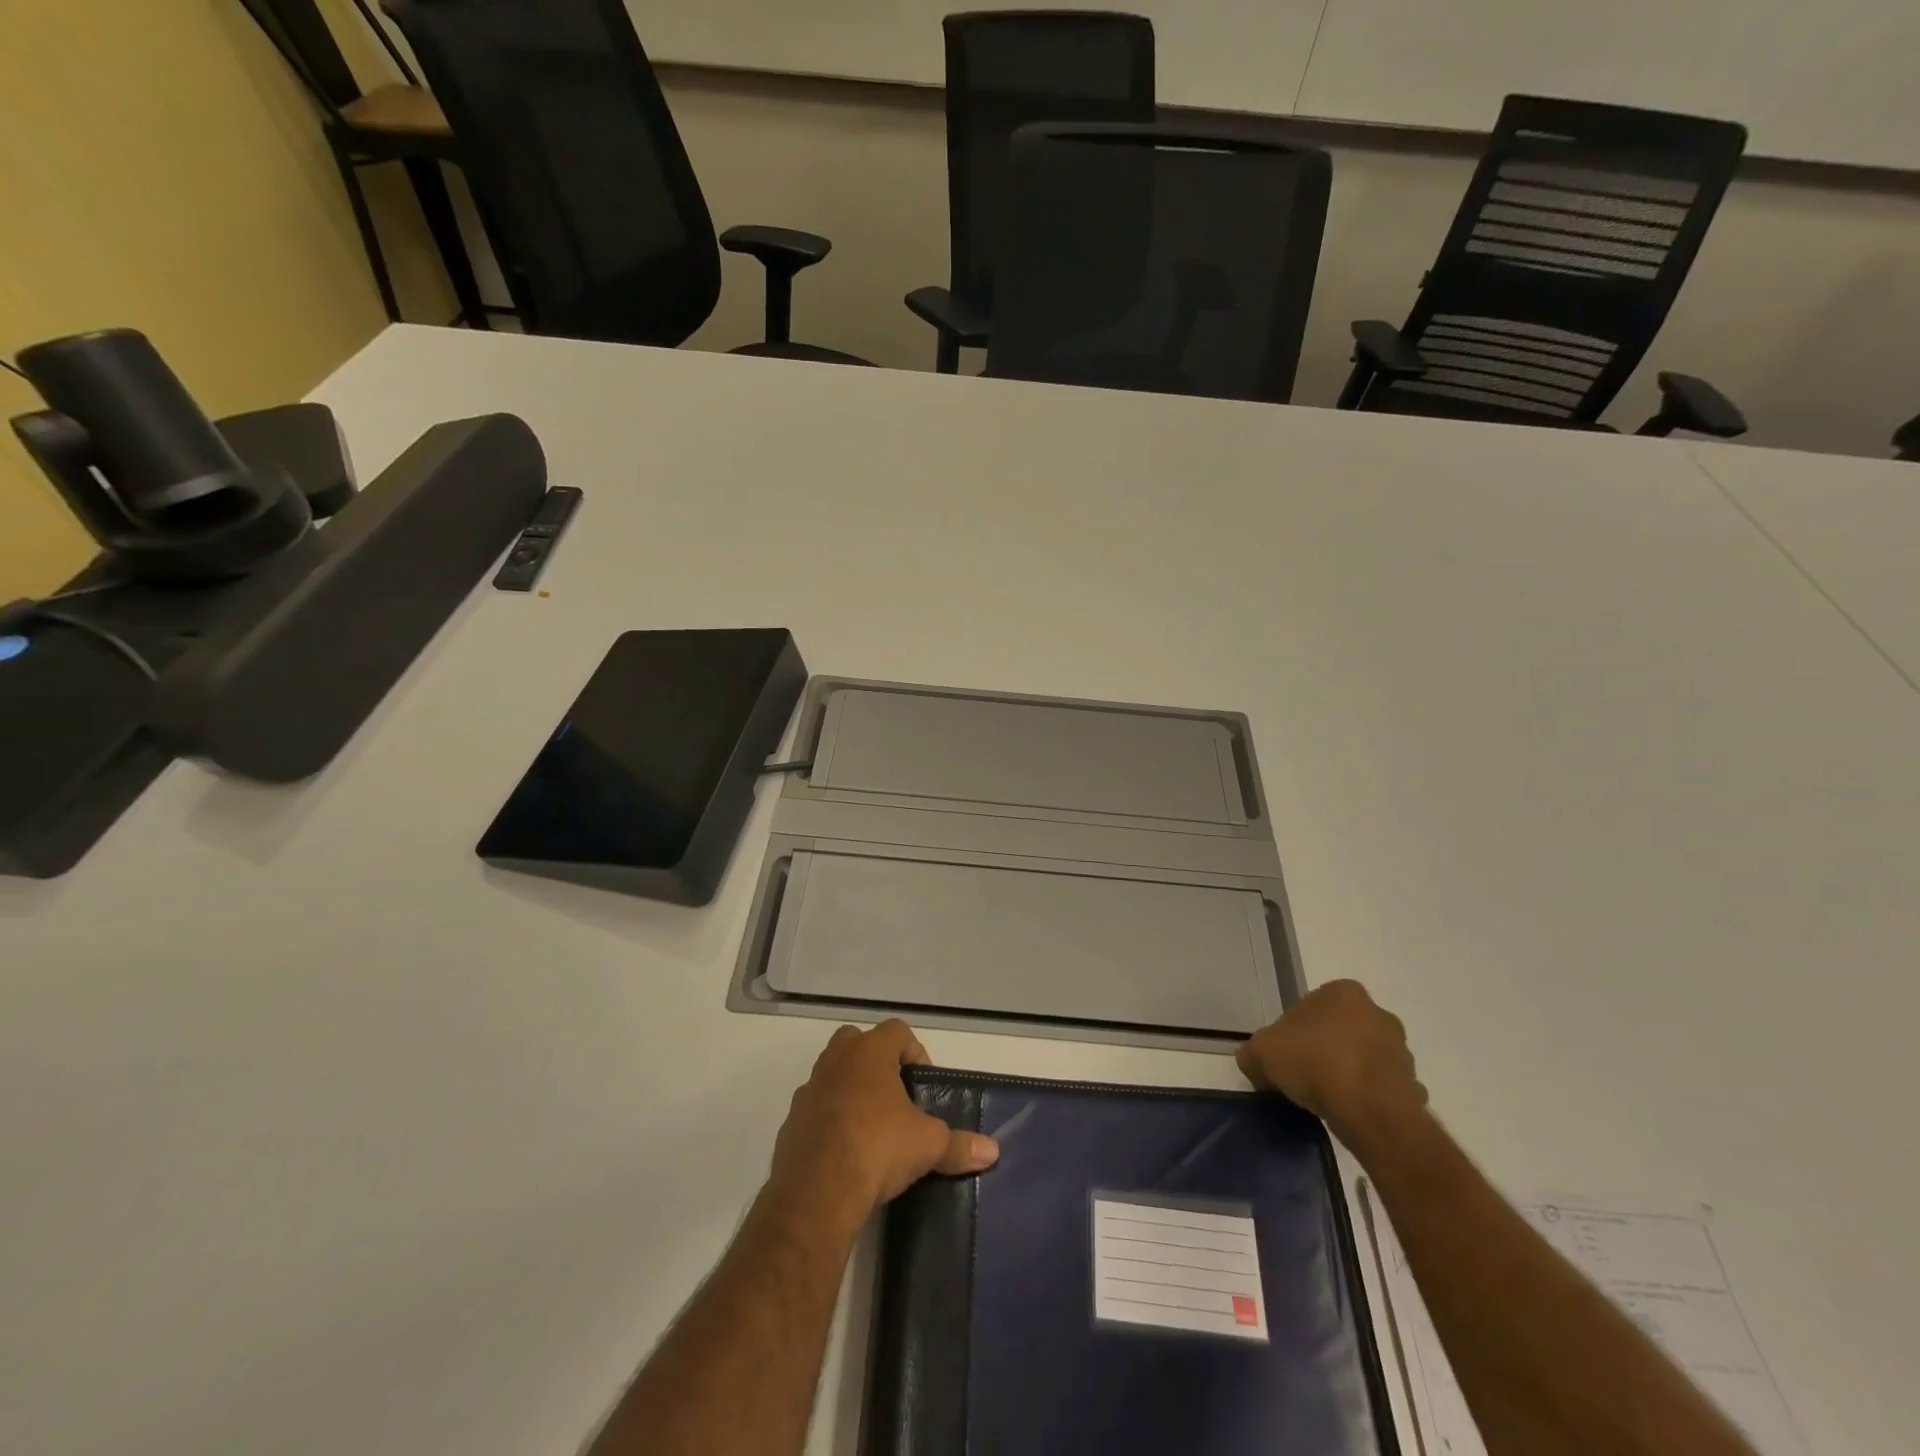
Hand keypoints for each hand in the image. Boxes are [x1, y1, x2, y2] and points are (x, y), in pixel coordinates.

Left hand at [766, 1020, 999, 1236]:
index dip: (914, 1051)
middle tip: (895, 1096)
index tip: (922, 1082)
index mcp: (869, 1053)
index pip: (896, 1030)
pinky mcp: (791, 1122)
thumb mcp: (928, 1145)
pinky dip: (830, 1120)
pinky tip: (845, 1151)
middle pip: (857, 1042)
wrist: (816, 1191)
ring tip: (872, 1127)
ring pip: (832, 1075)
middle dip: (876, 1062)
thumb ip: (959, 1144)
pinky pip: (815, 1110)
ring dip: (850, 1090)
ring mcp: (809, 1090)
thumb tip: (993, 1151)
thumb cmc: (877, 1148)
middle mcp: (836, 1061)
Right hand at [1236, 980, 1427, 1145]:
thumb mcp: (1261, 1052)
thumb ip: (1253, 1053)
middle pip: (1338, 1031)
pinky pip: (1382, 1090)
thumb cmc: (1314, 1063)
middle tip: (1301, 1076)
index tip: (1282, 1057)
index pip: (1307, 1008)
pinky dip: (1368, 1099)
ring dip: (1348, 1073)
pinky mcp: (1413, 1085)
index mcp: (1342, 992)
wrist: (1370, 1111)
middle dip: (1323, 1050)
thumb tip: (1255, 1063)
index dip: (1290, 1033)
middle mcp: (1377, 1013)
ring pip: (1363, 1059)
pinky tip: (1349, 1114)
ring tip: (1325, 1099)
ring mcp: (1400, 1050)